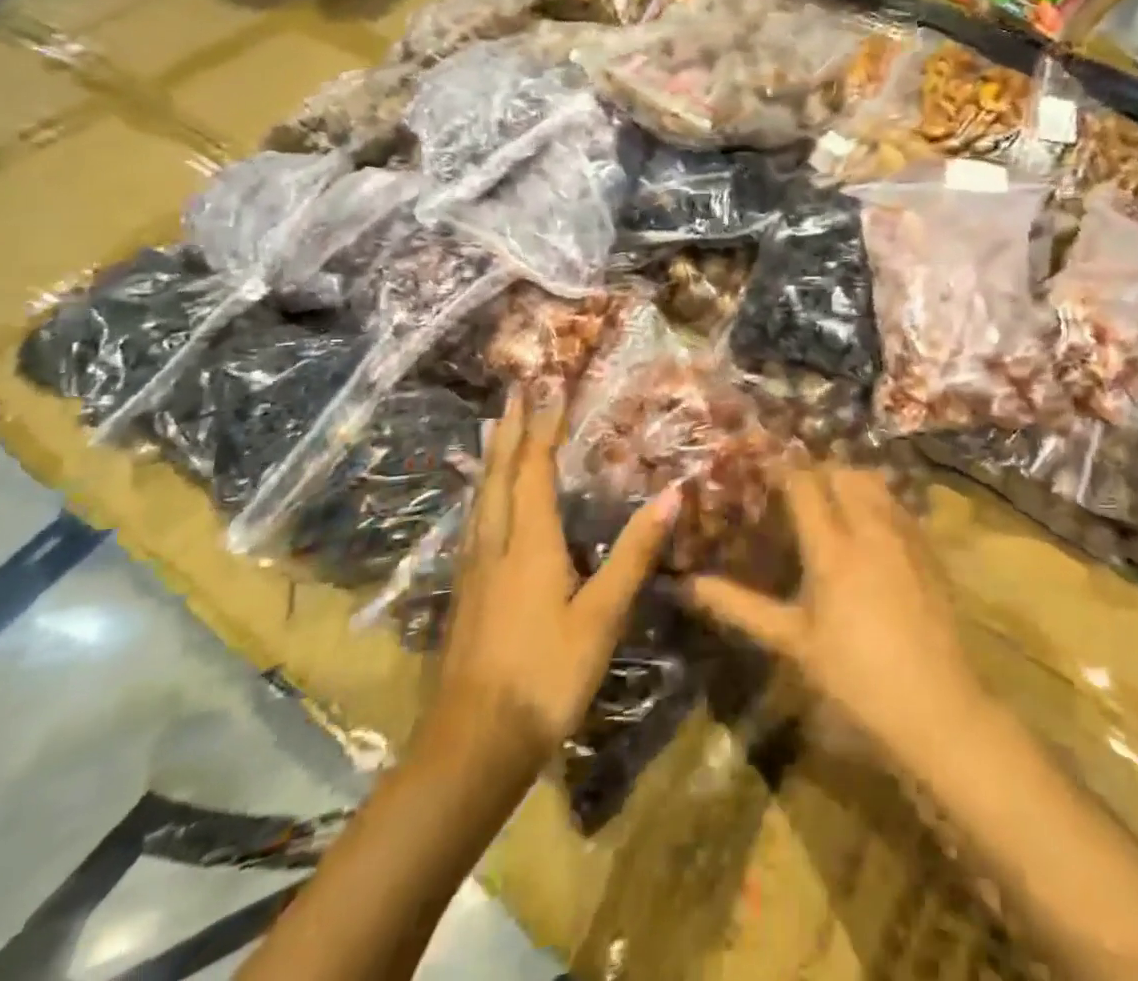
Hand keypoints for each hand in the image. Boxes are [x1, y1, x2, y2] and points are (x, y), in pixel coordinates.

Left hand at [423, 392, 680, 760]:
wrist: (471, 748)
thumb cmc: (545, 677)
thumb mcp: (601, 616)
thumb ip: (634, 553)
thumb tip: (672, 494)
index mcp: (529, 544)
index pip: (534, 470)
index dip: (542, 427)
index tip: (547, 388)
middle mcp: (495, 546)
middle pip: (498, 476)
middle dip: (509, 431)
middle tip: (513, 392)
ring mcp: (473, 573)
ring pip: (481, 500)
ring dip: (490, 459)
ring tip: (493, 431)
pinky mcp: (464, 598)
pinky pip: (474, 525)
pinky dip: (483, 495)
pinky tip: (484, 508)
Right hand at [684, 466, 984, 766]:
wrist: (936, 704)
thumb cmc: (854, 676)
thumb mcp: (793, 642)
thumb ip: (742, 607)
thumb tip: (691, 584)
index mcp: (831, 548)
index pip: (803, 484)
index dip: (781, 467)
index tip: (761, 464)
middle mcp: (869, 527)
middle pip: (841, 471)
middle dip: (815, 469)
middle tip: (795, 488)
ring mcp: (904, 534)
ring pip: (874, 481)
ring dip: (848, 479)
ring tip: (830, 500)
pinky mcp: (928, 548)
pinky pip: (898, 503)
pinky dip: (877, 499)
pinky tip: (868, 527)